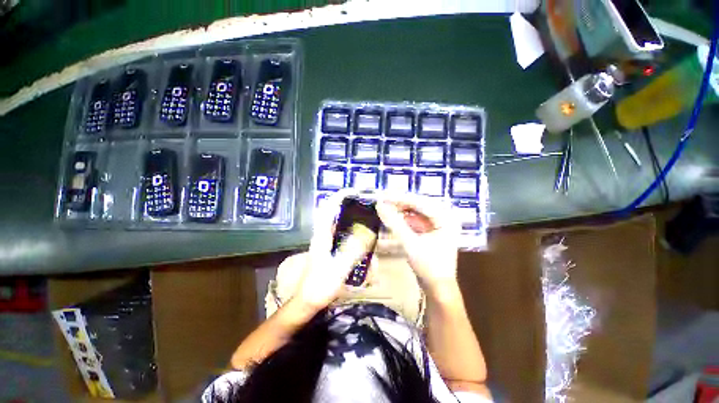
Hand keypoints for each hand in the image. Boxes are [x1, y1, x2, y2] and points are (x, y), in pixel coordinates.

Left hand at [293, 190, 366, 310]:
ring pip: (340, 223)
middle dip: (350, 206)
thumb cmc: (319, 287)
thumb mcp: (337, 270)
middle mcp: (323, 234)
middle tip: (367, 206)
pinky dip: (353, 233)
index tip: (354, 191)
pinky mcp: (330, 248)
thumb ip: (352, 251)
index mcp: (322, 235)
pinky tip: (363, 241)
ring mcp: (326, 241)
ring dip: (353, 220)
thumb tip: (366, 232)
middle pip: (335, 212)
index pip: (328, 208)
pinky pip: (342, 235)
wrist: (307, 301)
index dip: (339, 196)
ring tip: (368, 223)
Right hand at [376, 194, 459, 295]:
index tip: (382, 196)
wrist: (437, 288)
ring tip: (385, 208)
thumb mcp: (410, 243)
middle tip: (382, 201)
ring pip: (416, 211)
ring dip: (400, 210)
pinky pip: (415, 220)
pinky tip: (393, 218)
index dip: (399, 198)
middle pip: (418, 205)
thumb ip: (394, 223)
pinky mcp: (431, 231)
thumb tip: (379, 205)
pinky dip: (404, 219)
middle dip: (399, 203)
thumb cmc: (429, 266)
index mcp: (446, 218)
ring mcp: (438, 224)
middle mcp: (444, 217)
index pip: (420, 202)